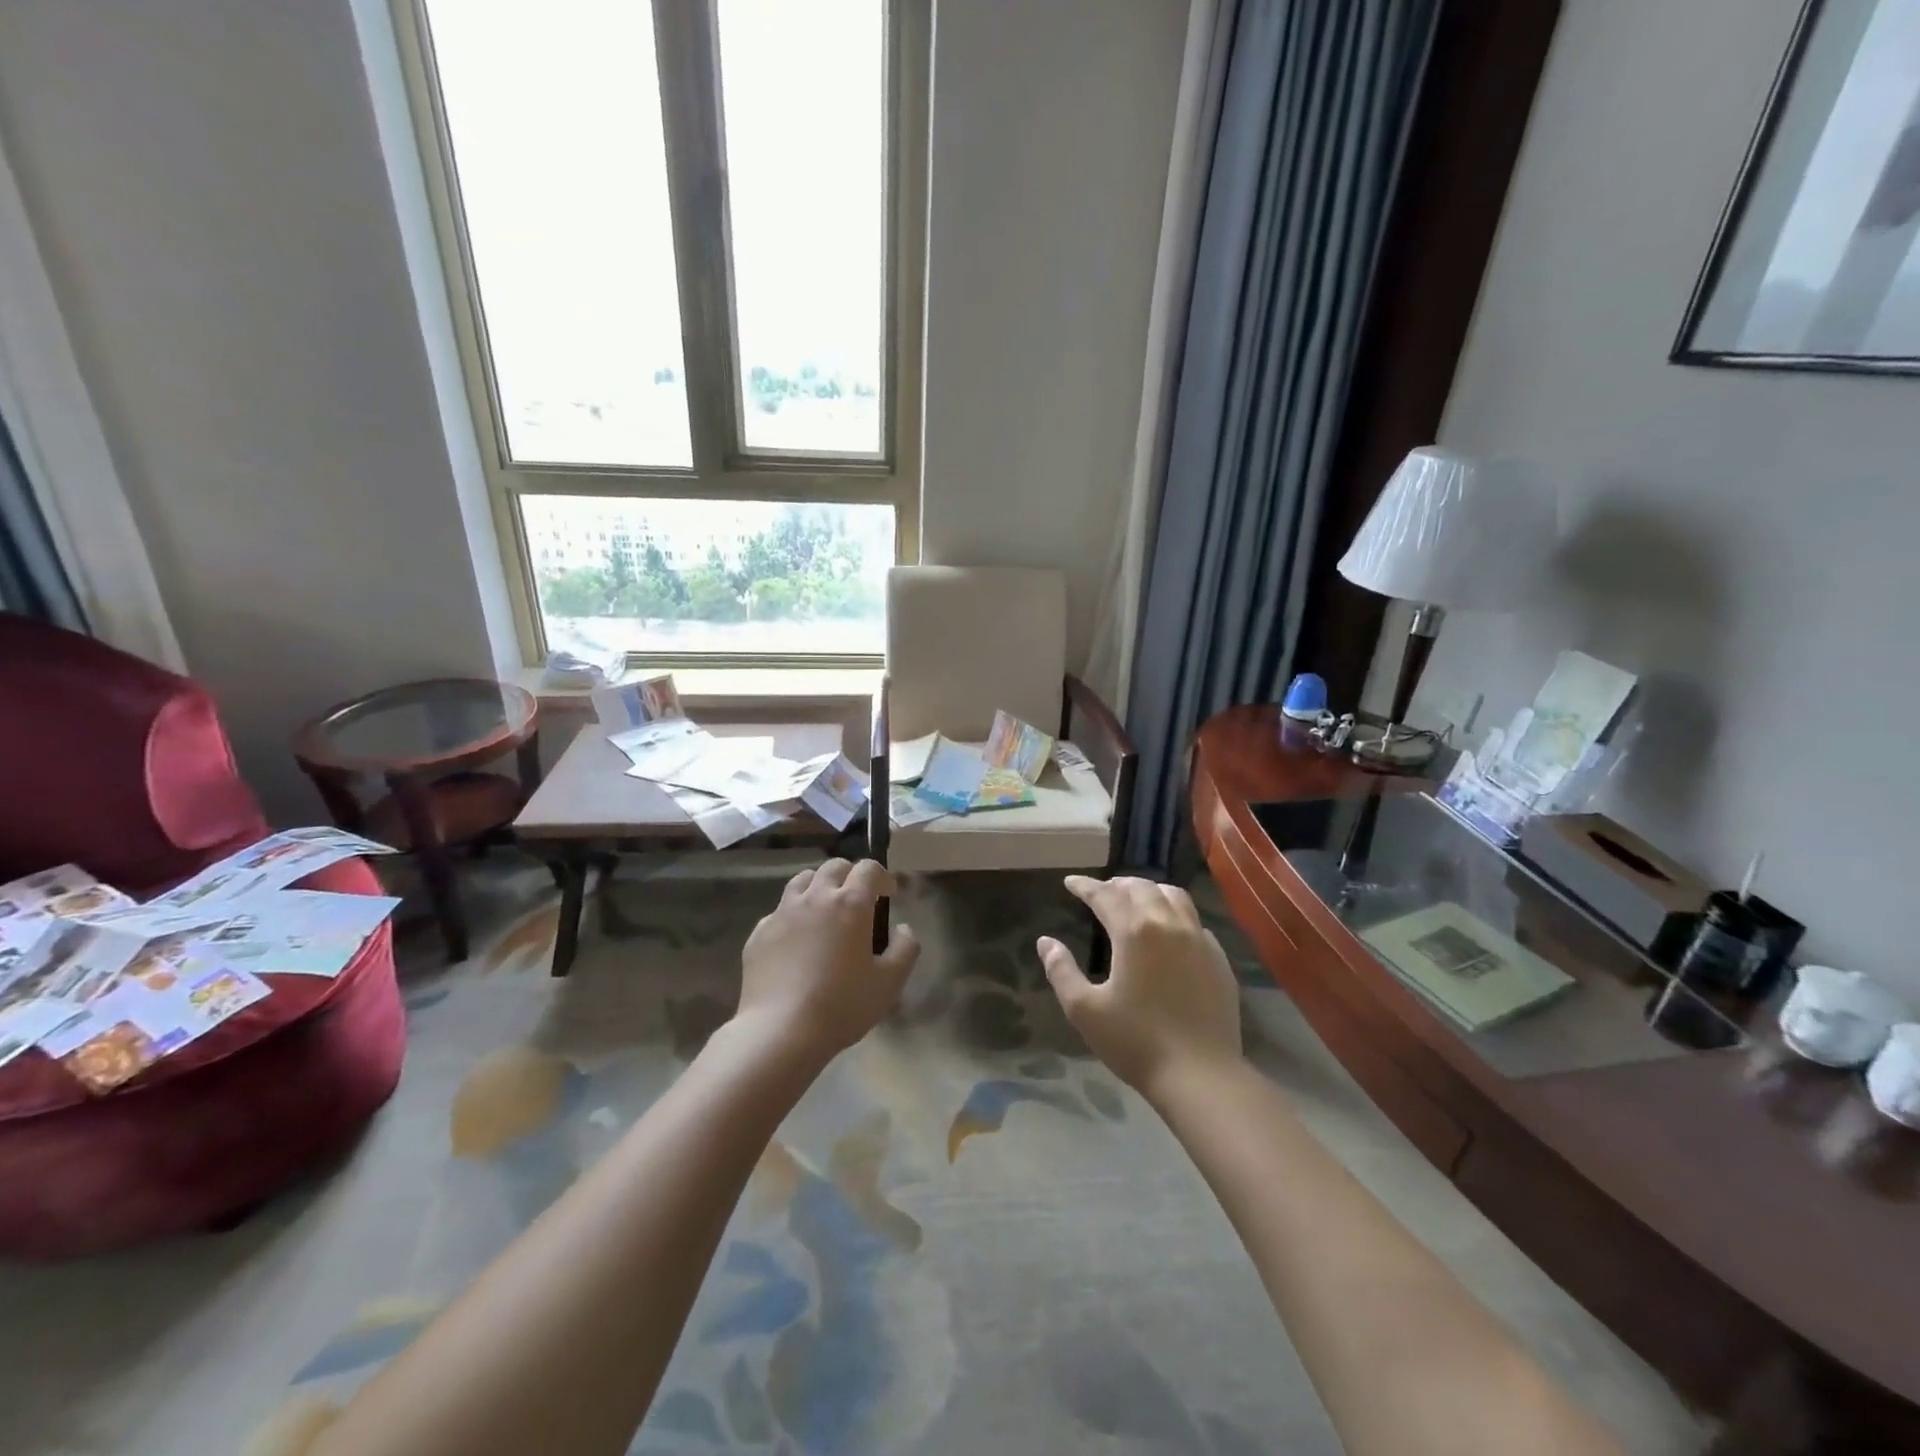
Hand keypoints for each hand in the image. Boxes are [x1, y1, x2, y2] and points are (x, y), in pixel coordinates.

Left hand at [737, 859, 918, 1063]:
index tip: (888, 894)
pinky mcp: (759, 933)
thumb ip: (905, 948)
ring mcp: (782, 913)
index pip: (868, 869)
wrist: (780, 1031)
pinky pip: (779, 911)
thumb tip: (903, 928)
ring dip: (818, 886)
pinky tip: (796, 940)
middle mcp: (815, 897)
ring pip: (802, 881)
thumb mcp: (889, 982)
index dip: (882, 876)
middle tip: (858, 899)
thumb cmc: (842, 1004)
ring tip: (825, 910)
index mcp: (850, 903)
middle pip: (833, 867)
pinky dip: (792, 915)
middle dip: (850, 875)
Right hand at [1037, 876, 1241, 1100]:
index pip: (1105, 895)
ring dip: (1150, 891)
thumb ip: (1062, 971)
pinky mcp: (1218, 959)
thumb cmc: (1136, 1042)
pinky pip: (1195, 922)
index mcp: (1135, 931)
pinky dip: (1176, 915)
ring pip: (1174, 896)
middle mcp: (1169, 924)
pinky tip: (1169, 932)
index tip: (1070, 882)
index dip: (1085, 886)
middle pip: (1141, 887)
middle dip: (1117, 884)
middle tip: (1101, 892)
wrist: (1200, 1075)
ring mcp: (1199, 939)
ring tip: (1136, 901)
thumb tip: (1045, 941)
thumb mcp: (1085, 1010)